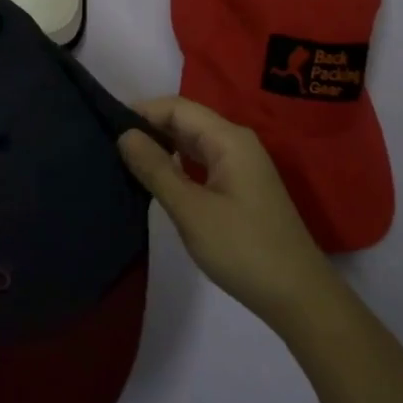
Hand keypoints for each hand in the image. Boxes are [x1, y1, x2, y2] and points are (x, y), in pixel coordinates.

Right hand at [118, 96, 338, 331]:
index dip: (142, 111)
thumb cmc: (243, 249)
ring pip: (193, 142)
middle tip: (108, 143)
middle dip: (149, 127)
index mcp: (229, 139)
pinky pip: (202, 162)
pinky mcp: (241, 187)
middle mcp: (237, 143)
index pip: (177, 107)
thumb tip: (124, 134)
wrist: (297, 295)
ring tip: (124, 158)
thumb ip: (156, 169)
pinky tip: (156, 178)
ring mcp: (241, 165)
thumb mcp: (191, 210)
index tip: (105, 125)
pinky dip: (177, 164)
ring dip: (162, 146)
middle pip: (186, 120)